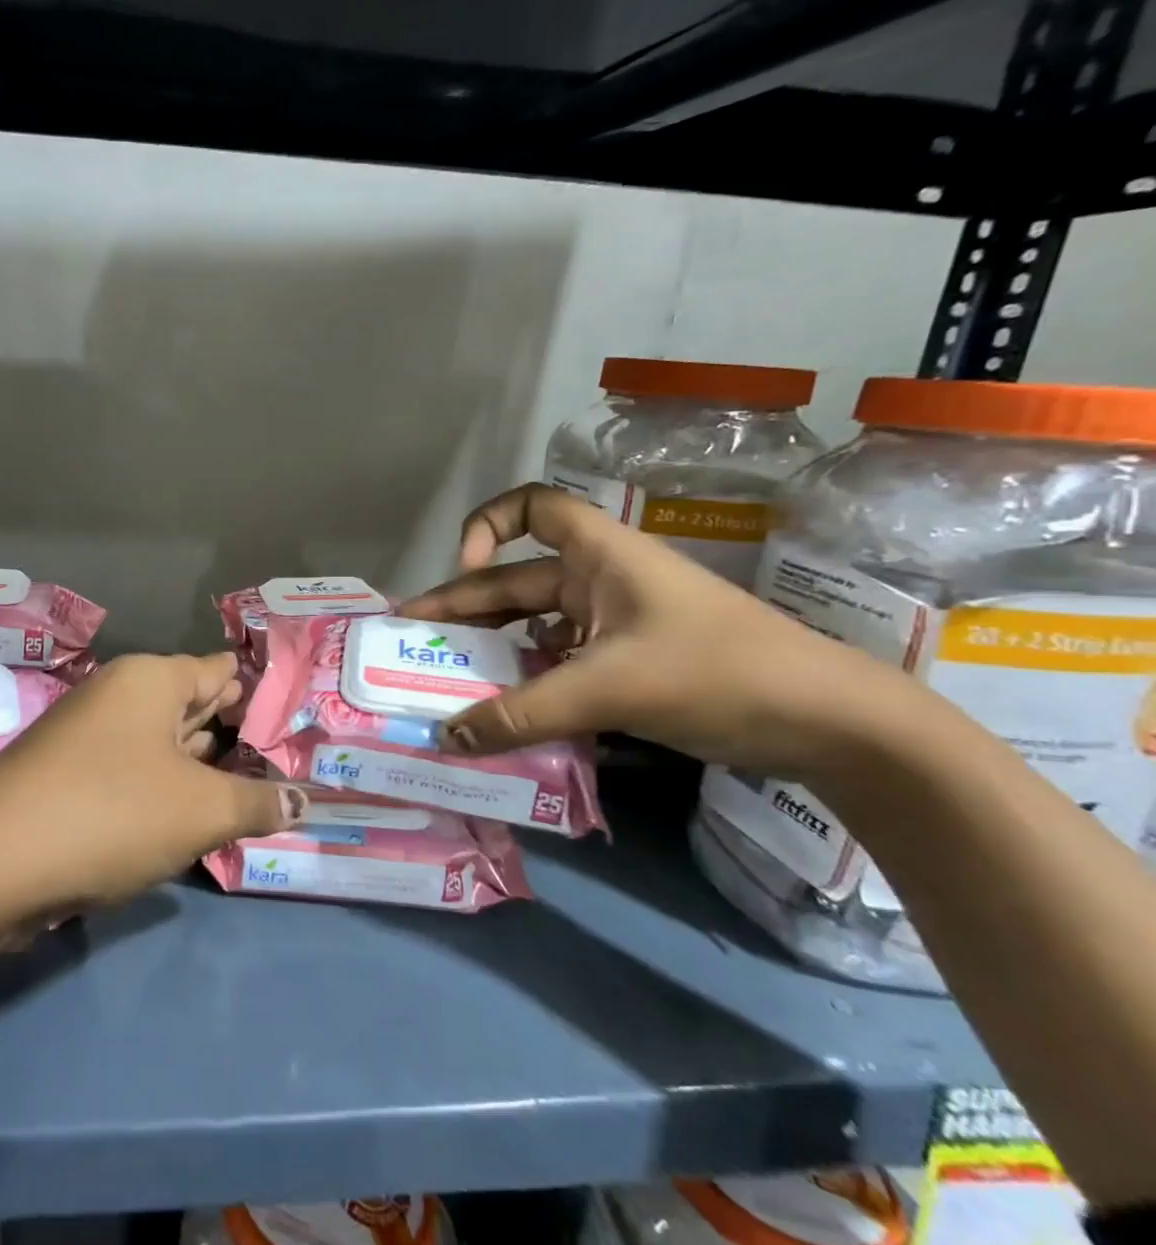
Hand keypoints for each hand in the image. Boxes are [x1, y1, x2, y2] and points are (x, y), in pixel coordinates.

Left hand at [0, 653, 302, 916]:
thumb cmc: (111, 812)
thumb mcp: (200, 810)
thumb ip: (257, 802)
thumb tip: (303, 800)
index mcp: (151, 680)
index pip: (219, 671)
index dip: (257, 692)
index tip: (295, 715)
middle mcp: (118, 698)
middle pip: (190, 705)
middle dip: (233, 731)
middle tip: (286, 755)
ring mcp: (89, 738)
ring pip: (161, 744)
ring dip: (200, 766)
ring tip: (251, 785)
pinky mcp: (70, 780)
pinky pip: (133, 775)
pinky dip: (164, 791)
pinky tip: (190, 816)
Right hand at [396, 483, 930, 780]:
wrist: (834, 724)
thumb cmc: (718, 673)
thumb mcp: (610, 688)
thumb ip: (522, 713)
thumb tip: (445, 737)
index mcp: (601, 555)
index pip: (532, 507)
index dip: (487, 528)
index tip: (465, 570)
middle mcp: (601, 581)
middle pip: (516, 582)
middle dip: (463, 609)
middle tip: (410, 642)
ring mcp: (616, 626)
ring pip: (534, 630)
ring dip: (492, 654)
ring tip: (445, 684)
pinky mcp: (629, 666)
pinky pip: (559, 666)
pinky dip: (528, 685)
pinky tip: (503, 715)